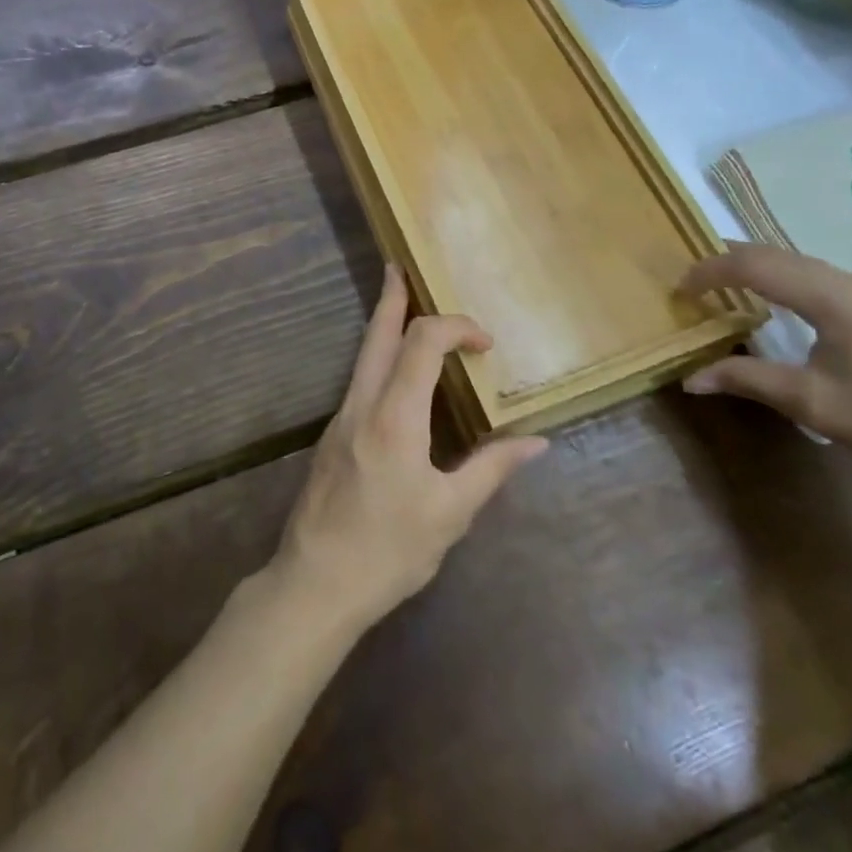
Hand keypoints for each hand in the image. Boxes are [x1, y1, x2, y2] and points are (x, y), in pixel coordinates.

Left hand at [269, 265, 547, 632]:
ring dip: (383, 324)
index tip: (485, 344)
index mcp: (394, 416)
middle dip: (392, 298)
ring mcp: (341, 417)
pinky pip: (359, 378)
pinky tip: (391, 372)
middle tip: (399, 268)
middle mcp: (362, 404)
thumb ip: (492, 469)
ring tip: (398, 304)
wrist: (315, 583)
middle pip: (377, 334)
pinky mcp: (332, 435)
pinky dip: (378, 356)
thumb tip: (537, 442)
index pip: (422, 342)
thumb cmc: (388, 551)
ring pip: (363, 354)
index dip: (456, 328)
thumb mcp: (450, 514)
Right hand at [677, 243, 851, 488]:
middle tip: (692, 274)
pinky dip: (785, 280)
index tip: (679, 289)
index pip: (756, 266)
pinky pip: (820, 279)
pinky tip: (778, 301)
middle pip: (778, 255)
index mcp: (833, 297)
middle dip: (730, 259)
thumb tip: (690, 378)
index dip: (711, 271)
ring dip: (759, 268)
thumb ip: (748, 379)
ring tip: (724, 282)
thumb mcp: (812, 402)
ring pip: (801, 264)